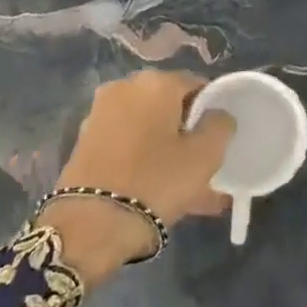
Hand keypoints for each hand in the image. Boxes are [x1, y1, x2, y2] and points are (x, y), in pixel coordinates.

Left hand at [42, 71, 233, 285]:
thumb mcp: (205, 156)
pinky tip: (162, 192)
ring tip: (191, 191)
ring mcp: (101, 114)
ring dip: (169, 152)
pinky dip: (146, 161)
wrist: (90, 223)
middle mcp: (125, 87)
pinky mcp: (86, 141)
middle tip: (206, 166)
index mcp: (156, 82)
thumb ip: (221, 125)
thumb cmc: (156, 181)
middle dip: (188, 134)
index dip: (213, 111)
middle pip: (170, 107)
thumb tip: (217, 114)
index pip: (197, 85)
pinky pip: (129, 146)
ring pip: (149, 130)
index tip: (220, 140)